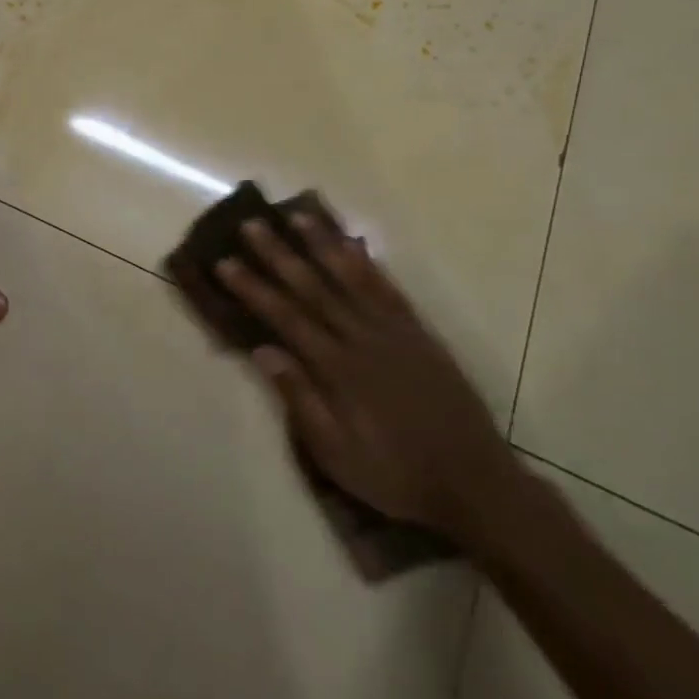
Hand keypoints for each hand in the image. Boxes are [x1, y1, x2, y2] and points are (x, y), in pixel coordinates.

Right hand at [217, 213, 518, 539]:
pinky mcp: (420, 333)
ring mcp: (395, 331)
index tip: (225, 263)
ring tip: (298, 216)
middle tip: (251, 225)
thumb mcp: (336, 453)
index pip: (286, 317)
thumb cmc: (395, 474)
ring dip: (322, 245)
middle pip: (314, 288)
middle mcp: (364, 339)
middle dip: (279, 255)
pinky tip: (352, 244)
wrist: (474, 482)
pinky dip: (368, 263)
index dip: (253, 288)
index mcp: (339, 369)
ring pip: (352, 277)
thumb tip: (263, 350)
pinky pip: (389, 288)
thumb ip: (300, 399)